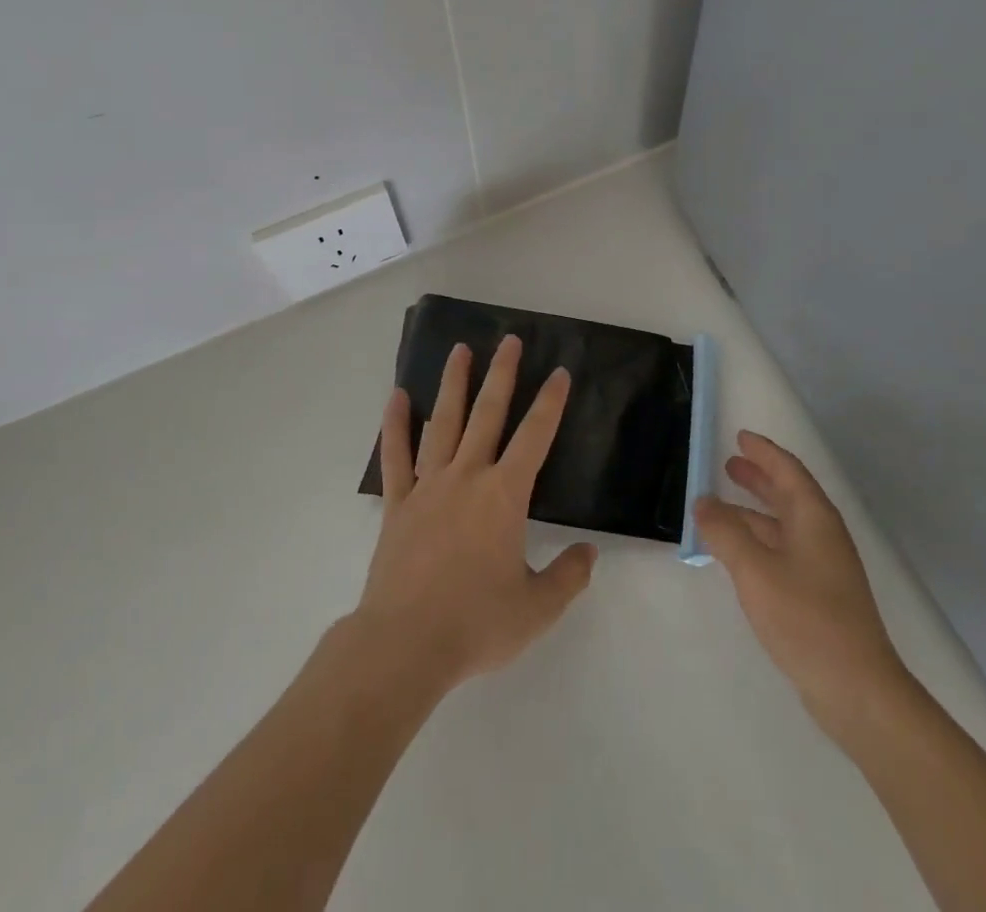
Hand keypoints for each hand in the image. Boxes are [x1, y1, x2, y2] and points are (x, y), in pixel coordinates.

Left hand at [353, 337, 596, 693]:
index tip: (559, 373)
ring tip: (459, 350)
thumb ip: (568, 577)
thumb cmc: (476, 624)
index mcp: (504, 496)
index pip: (535, 437)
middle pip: (488, 414)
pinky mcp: (398, 503)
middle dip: (502, 375)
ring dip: (453, 384)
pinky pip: (396, 455)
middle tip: (509, 340)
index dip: (550, 403)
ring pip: (443, 422)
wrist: (405, 644)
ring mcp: (428, 486)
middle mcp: (467, 477)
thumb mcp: (536, 609)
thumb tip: (589, 553)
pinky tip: (398, 397)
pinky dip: (396, 424)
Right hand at [695, 431, 906, 736]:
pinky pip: (783, 550)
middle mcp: (822, 535)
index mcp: (814, 518)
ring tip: (721, 507)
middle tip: (729, 465)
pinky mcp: (820, 595)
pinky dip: (759, 540)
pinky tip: (738, 553)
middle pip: (788, 494)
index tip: (740, 437)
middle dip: (759, 478)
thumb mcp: (755, 570)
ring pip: (784, 524)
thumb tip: (703, 501)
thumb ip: (725, 532)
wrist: (857, 690)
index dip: (764, 452)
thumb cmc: (806, 619)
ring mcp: (824, 567)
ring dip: (754, 511)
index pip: (788, 470)